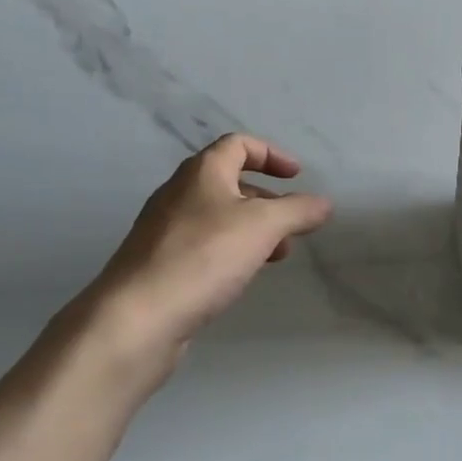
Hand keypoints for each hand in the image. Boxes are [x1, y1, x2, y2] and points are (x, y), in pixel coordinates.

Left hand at [90, 133, 333, 351]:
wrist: (138, 316)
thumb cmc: (204, 257)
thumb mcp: (263, 227)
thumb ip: (297, 211)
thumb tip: (323, 203)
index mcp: (201, 172)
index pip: (238, 145)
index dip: (271, 154)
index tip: (297, 176)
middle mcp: (179, 193)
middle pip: (228, 181)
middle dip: (267, 199)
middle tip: (291, 224)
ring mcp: (165, 229)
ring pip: (218, 217)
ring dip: (252, 228)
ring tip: (276, 255)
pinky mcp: (159, 263)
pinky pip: (204, 245)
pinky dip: (231, 250)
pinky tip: (241, 275)